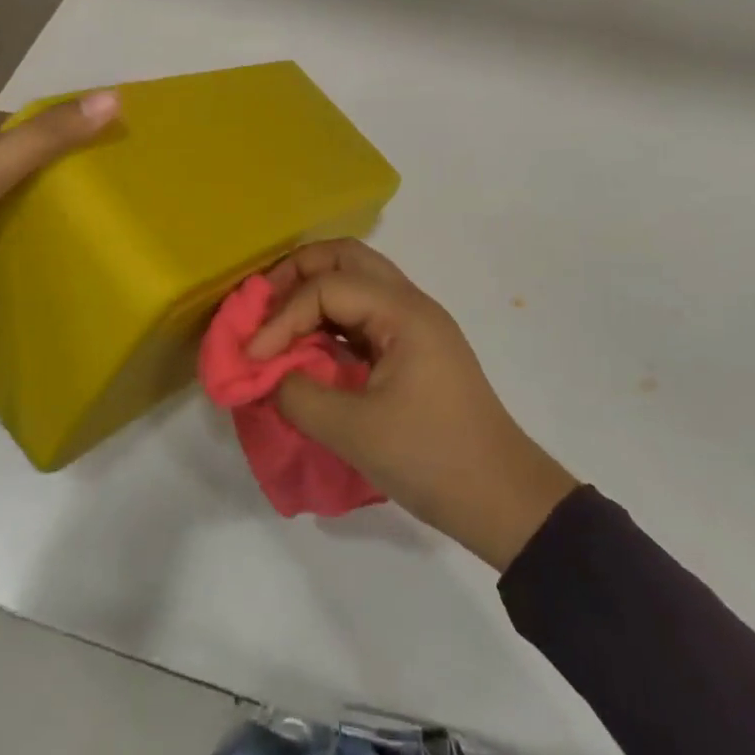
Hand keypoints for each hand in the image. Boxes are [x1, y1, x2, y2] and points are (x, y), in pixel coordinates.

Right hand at [249, 240, 576, 571]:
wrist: (502, 497)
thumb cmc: (432, 458)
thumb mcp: (355, 432)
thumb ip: (298, 395)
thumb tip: (265, 374)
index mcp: (403, 311)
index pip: (328, 287)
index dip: (282, 316)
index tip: (252, 356)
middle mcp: (410, 302)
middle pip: (346, 258)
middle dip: (297, 274)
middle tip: (260, 305)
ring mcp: (414, 323)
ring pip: (357, 279)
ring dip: (314, 292)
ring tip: (276, 322)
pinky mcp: (413, 347)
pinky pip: (364, 312)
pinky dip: (330, 318)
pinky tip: (307, 345)